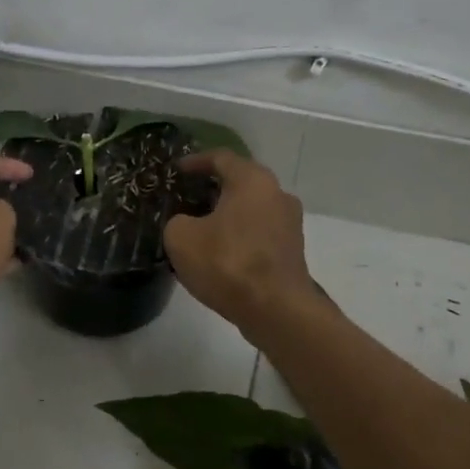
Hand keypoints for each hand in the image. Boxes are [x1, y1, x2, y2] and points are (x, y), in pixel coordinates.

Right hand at [163, 151, 321, 336]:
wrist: (277, 310)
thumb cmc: (228, 263)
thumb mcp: (181, 238)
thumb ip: (177, 221)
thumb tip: (186, 224)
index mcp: (253, 180)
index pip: (221, 158)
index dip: (195, 161)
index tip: (177, 170)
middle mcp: (277, 194)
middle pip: (240, 182)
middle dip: (212, 188)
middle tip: (186, 197)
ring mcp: (290, 223)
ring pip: (252, 208)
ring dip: (227, 214)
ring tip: (200, 227)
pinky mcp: (292, 251)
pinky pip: (259, 232)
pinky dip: (240, 235)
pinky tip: (220, 252)